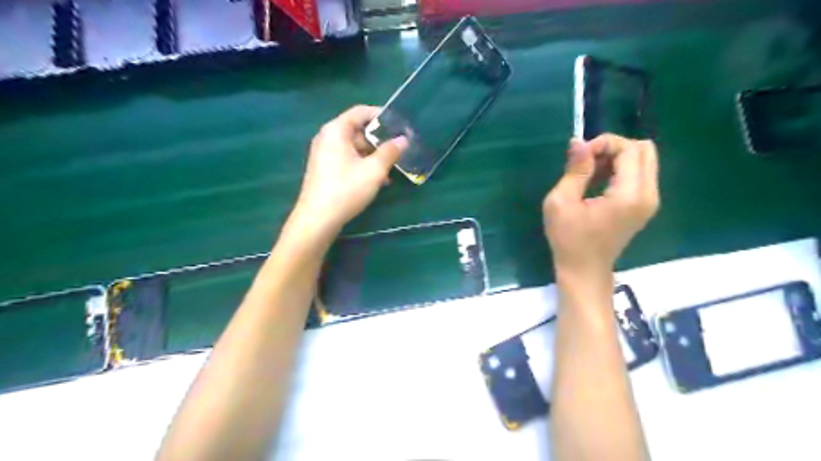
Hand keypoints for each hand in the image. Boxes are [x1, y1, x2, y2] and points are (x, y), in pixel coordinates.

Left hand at [294, 104, 410, 237]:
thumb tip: (403, 139)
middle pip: (357, 130)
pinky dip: (362, 164)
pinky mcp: (324, 169)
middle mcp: (327, 137)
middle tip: (398, 149)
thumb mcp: (374, 170)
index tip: (399, 124)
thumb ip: (390, 152)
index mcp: (336, 130)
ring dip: (373, 155)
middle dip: (379, 140)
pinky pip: (347, 159)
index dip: (381, 115)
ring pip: (354, 147)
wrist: (318, 219)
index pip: (360, 112)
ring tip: (391, 168)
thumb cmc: (346, 189)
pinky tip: (377, 180)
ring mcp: (324, 154)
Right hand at [544, 133, 658, 283]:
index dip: (604, 143)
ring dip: (617, 158)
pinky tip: (599, 182)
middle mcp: (649, 195)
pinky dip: (621, 170)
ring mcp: (650, 201)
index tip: (579, 156)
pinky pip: (640, 174)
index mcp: (629, 195)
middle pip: (644, 150)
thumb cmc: (568, 239)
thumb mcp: (561, 202)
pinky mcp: (645, 206)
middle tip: (587, 161)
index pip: (629, 149)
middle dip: (614, 147)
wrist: (584, 270)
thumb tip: (579, 141)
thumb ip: (575, 170)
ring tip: (590, 172)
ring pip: (644, 160)